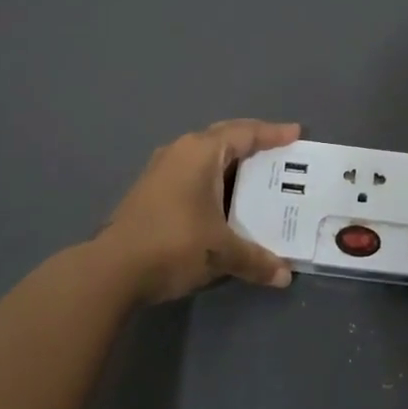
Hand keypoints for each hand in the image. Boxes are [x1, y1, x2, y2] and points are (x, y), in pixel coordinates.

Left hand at [94, 119, 300, 304]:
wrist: (111, 270)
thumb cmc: (174, 245)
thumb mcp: (222, 253)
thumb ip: (256, 260)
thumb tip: (284, 276)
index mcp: (201, 152)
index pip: (244, 133)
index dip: (273, 133)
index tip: (296, 133)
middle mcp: (180, 151)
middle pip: (223, 137)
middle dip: (252, 143)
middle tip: (278, 151)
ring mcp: (160, 169)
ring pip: (204, 156)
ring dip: (229, 163)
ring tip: (255, 176)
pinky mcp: (149, 190)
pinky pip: (191, 172)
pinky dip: (212, 179)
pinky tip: (222, 199)